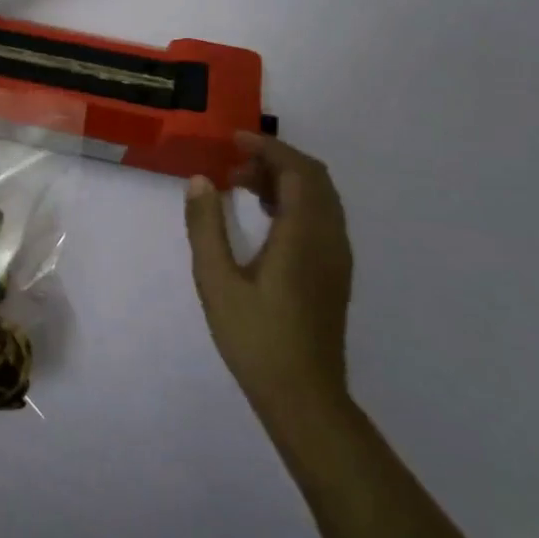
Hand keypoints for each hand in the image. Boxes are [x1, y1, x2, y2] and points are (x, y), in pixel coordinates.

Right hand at [184, 132, 353, 432]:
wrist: (303, 396)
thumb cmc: (255, 337)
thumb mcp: (216, 280)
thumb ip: (206, 226)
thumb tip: (201, 180)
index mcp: (304, 234)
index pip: (296, 170)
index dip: (267, 148)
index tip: (233, 141)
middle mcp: (329, 238)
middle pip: (314, 178)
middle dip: (275, 161)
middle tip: (233, 166)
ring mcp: (337, 256)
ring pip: (321, 198)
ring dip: (286, 180)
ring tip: (242, 187)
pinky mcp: (335, 272)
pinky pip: (322, 217)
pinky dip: (296, 201)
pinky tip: (265, 218)